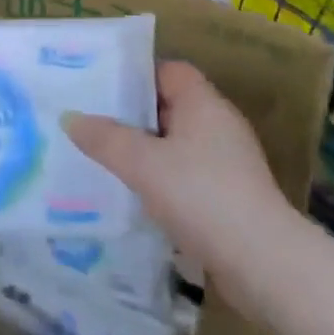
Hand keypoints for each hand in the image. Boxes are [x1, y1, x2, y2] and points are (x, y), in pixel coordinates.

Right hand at [65, 62, 294, 314]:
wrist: (263, 264)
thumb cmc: (201, 196)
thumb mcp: (143, 164)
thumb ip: (105, 139)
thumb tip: (70, 117)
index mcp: (204, 103)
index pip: (168, 71)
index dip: (135, 75)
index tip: (101, 87)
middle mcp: (219, 125)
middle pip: (170, 107)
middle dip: (132, 116)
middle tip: (91, 123)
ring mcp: (227, 162)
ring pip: (176, 145)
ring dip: (145, 152)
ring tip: (104, 160)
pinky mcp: (229, 197)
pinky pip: (186, 175)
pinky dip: (161, 180)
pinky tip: (134, 197)